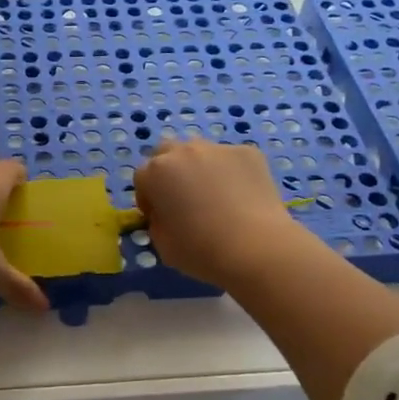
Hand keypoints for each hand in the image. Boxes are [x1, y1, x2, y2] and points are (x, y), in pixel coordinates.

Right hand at [133, 138, 307, 288]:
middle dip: (169, 172)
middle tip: (182, 199)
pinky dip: (231, 173)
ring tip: (216, 196)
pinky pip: (230, 160)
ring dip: (199, 169)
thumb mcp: (162, 245)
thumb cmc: (201, 251)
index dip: (148, 198)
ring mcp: (218, 148)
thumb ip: (157, 223)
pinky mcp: (248, 153)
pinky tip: (241, 197)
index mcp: (156, 172)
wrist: (256, 248)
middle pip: (167, 154)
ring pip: (200, 153)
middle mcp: (183, 151)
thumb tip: (166, 215)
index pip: (142, 177)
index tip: (160, 216)